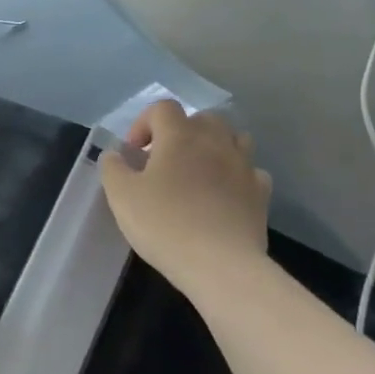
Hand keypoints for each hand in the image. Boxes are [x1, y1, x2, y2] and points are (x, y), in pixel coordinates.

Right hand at [99, 102, 271, 286]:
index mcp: (180, 136)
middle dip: (181, 132)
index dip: (144, 123)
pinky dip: (235, 175)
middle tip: (164, 160)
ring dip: (214, 146)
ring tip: (197, 171)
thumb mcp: (121, 196)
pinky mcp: (261, 193)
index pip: (162, 108)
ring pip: (233, 138)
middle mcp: (216, 141)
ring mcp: (244, 166)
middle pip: (202, 118)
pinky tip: (223, 194)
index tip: (134, 153)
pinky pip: (249, 171)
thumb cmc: (165, 224)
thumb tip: (116, 154)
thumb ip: (113, 168)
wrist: (220, 265)